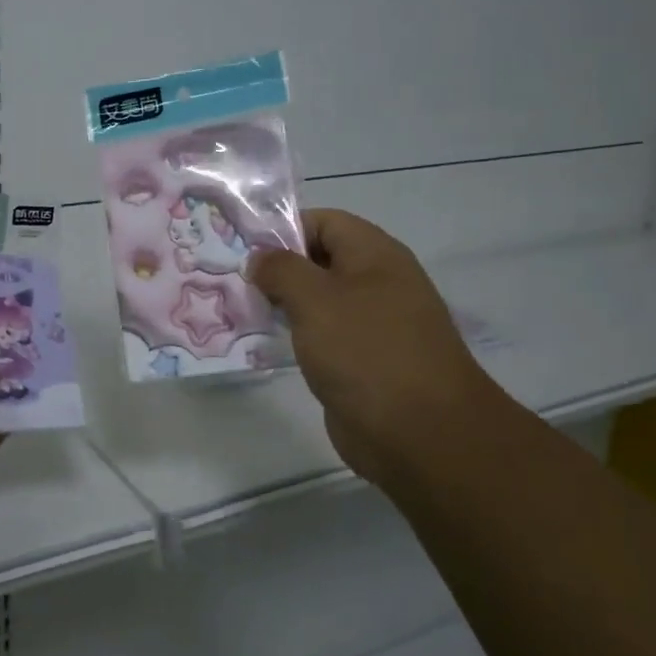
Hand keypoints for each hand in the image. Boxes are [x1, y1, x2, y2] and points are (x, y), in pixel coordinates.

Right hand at [250, 209, 504, 484]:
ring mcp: (374, 323)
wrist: (421, 433)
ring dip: (283, 303)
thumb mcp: (315, 299)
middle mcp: (377, 282)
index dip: (283, 229)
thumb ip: (281, 269)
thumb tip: (261, 258)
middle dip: (277, 268)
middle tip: (234, 281)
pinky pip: (324, 335)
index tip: (242, 248)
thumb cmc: (366, 352)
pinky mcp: (365, 360)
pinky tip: (266, 343)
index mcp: (375, 255)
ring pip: (319, 300)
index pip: (323, 221)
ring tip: (242, 309)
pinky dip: (297, 335)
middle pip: (320, 259)